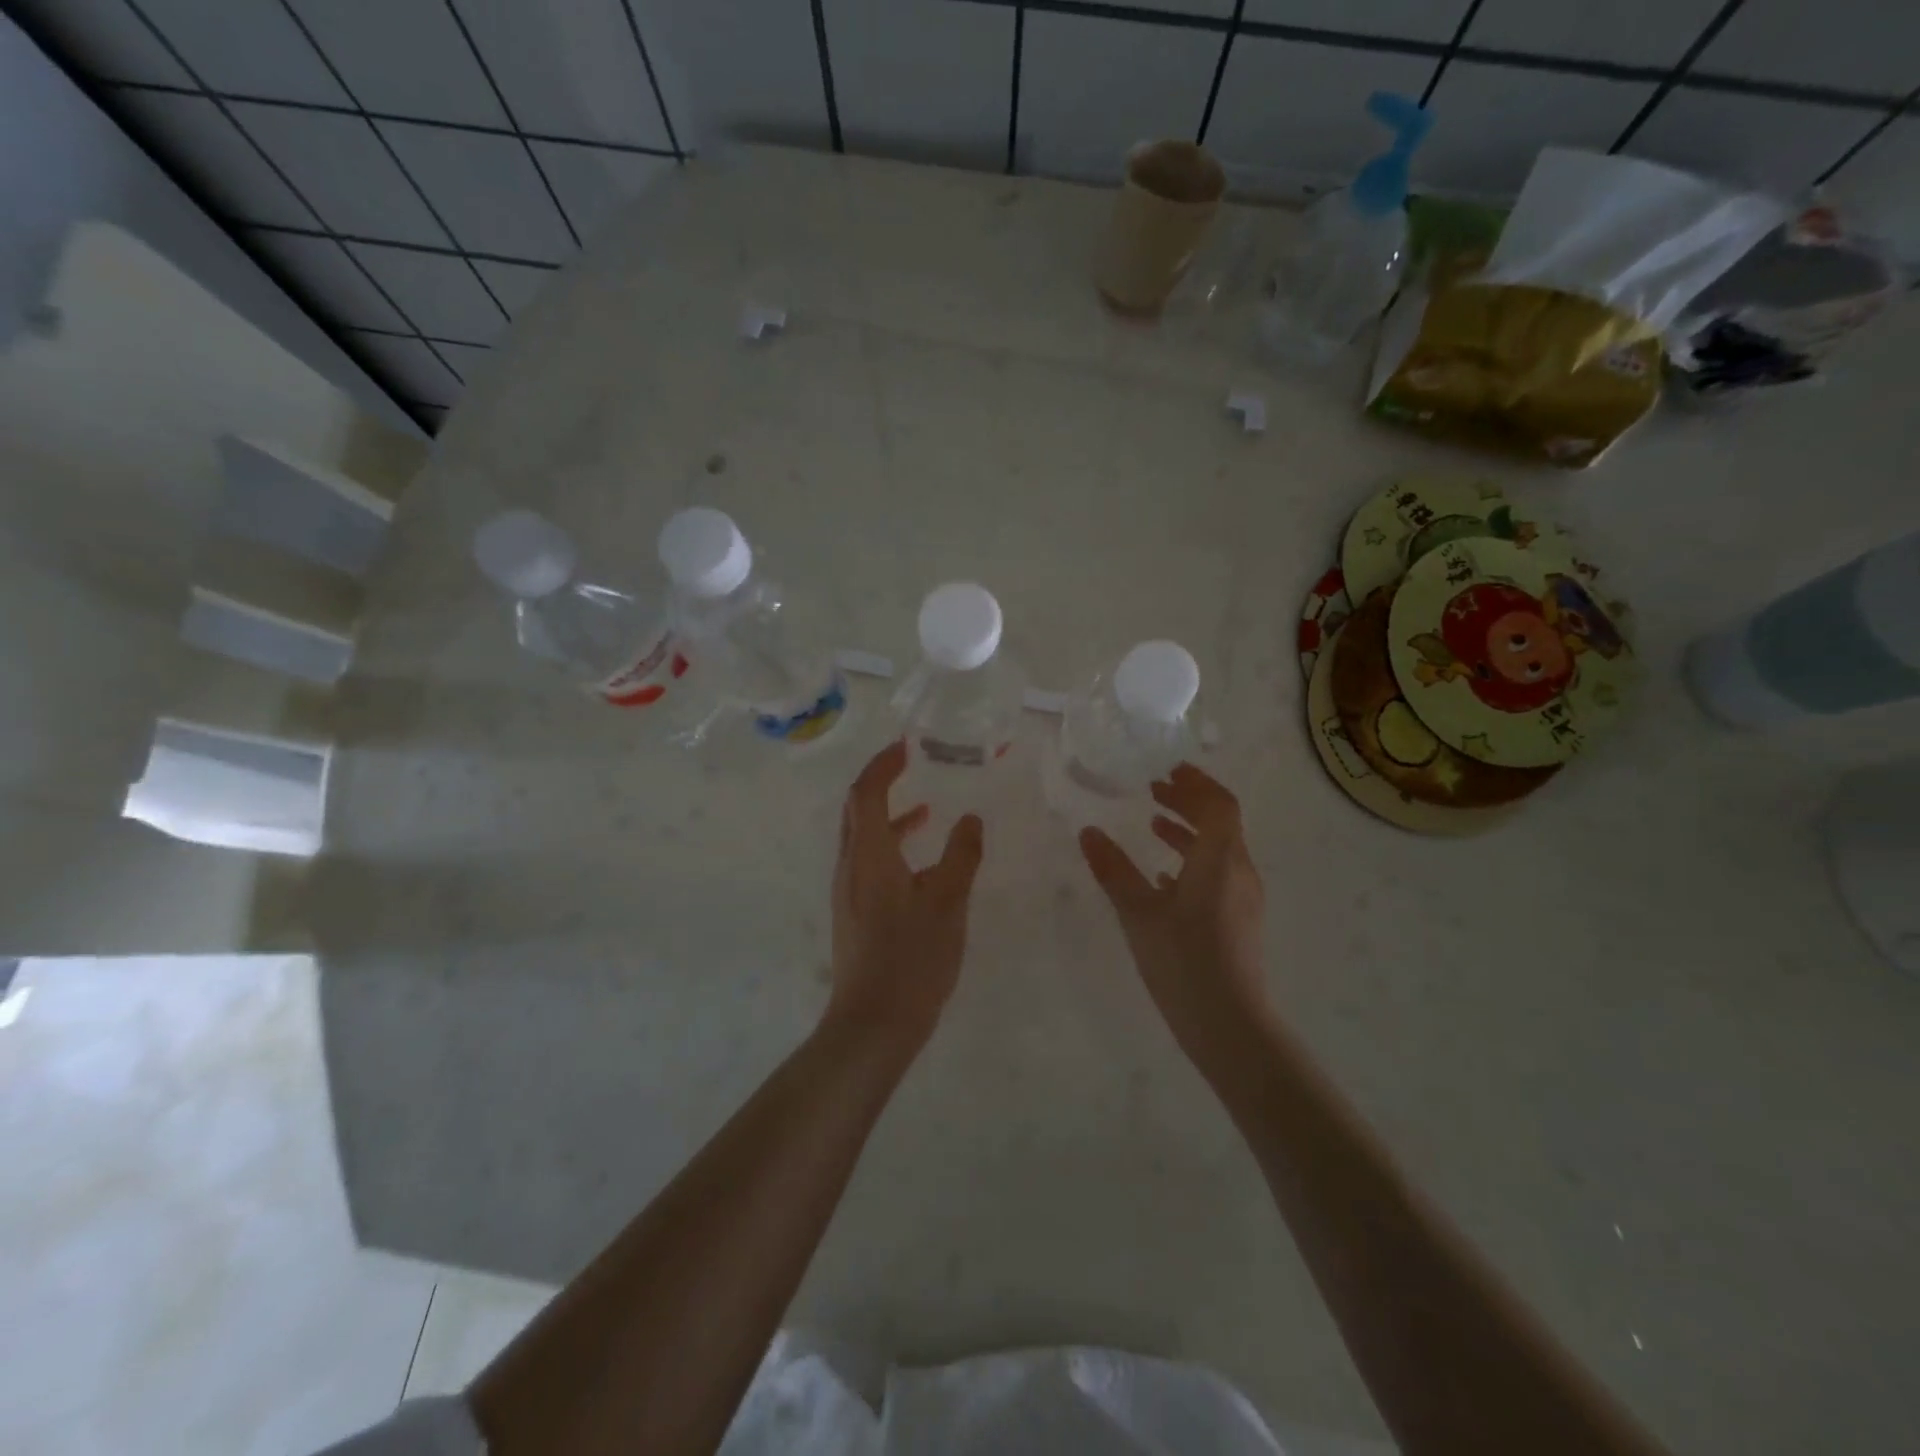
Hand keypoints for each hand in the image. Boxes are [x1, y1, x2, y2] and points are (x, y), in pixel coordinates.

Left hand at [827, 741, 984, 1050]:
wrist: (873, 1023)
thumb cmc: (912, 957)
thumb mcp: (948, 902)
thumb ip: (962, 855)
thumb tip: (971, 819)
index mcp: (868, 854)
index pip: (866, 792)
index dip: (883, 765)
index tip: (906, 746)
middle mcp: (850, 866)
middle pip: (857, 810)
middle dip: (880, 782)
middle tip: (910, 765)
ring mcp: (848, 892)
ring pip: (862, 839)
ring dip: (888, 817)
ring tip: (926, 810)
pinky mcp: (854, 914)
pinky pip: (868, 863)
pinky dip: (891, 847)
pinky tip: (921, 865)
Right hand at [1079, 763, 1269, 1068]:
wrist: (1229, 1025)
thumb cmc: (1183, 961)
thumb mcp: (1138, 912)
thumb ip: (1114, 869)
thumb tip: (1088, 831)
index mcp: (1221, 859)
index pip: (1219, 804)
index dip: (1196, 782)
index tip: (1167, 770)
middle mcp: (1239, 871)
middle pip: (1221, 822)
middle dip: (1190, 802)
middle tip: (1155, 790)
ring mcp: (1243, 898)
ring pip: (1219, 850)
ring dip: (1189, 831)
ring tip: (1154, 825)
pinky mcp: (1238, 921)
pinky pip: (1217, 875)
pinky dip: (1192, 861)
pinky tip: (1164, 876)